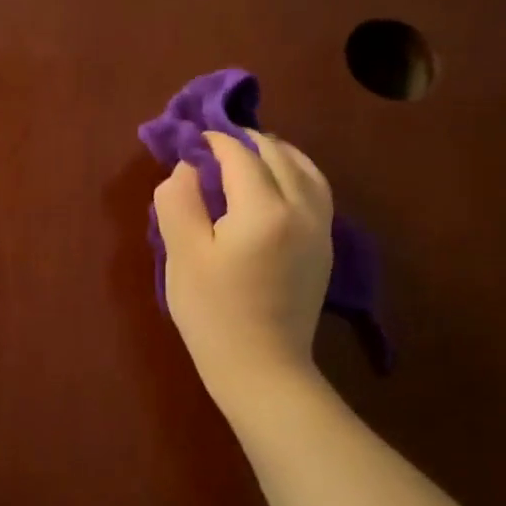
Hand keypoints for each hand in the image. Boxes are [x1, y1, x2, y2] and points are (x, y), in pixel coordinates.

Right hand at [153, 130, 333, 409]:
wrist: (261, 367)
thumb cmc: (213, 312)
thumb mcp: (182, 254)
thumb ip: (179, 200)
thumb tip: (188, 167)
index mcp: (265, 208)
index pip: (239, 154)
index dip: (212, 140)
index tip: (189, 139)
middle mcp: (303, 207)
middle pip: (275, 153)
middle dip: (242, 141)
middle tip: (209, 146)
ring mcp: (321, 227)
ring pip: (303, 167)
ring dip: (272, 153)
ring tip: (242, 157)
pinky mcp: (325, 246)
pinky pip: (314, 189)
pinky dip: (292, 173)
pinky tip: (272, 185)